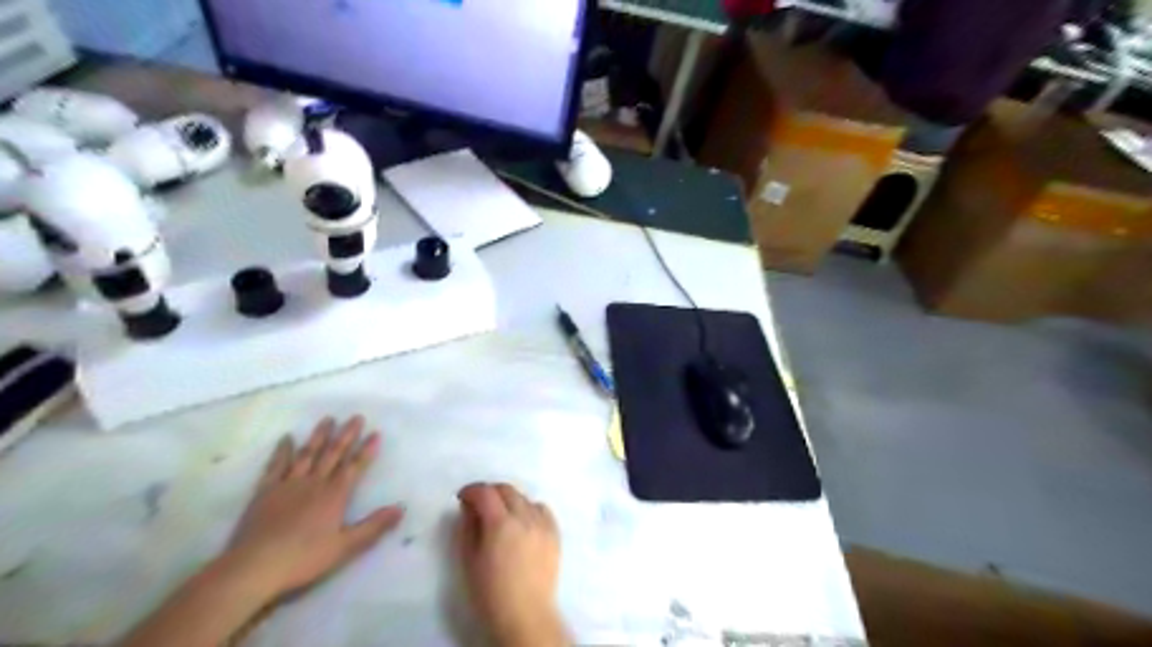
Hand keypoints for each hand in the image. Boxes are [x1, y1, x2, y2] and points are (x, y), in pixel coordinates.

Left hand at [222, 416, 404, 603]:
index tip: (376, 433)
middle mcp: (313, 483)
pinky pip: (276, 466)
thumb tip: (400, 508)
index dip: (366, 450)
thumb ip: (373, 527)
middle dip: (346, 435)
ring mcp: (287, 485)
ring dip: (319, 436)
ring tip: (328, 420)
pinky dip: (282, 451)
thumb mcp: (345, 547)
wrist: (253, 567)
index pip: (354, 467)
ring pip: (307, 454)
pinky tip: (287, 439)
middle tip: (355, 417)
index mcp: (334, 495)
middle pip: (333, 454)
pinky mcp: (264, 492)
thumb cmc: (303, 559)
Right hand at [458, 484, 567, 644]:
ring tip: (501, 515)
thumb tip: (470, 506)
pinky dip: (530, 509)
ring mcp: (543, 523)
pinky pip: (542, 510)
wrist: (525, 614)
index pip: (485, 492)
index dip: (471, 490)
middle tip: (479, 504)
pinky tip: (523, 522)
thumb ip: (468, 527)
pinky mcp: (555, 533)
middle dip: (490, 492)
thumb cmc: (490, 591)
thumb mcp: (469, 559)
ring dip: (510, 500)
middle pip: (507, 490)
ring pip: (525, 498)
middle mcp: (524, 517)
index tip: (462, 498)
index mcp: (500, 523)